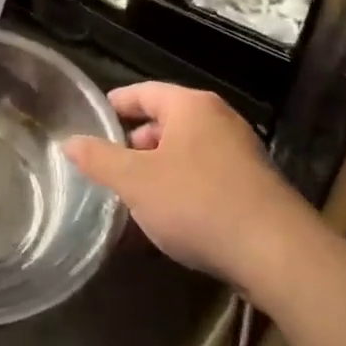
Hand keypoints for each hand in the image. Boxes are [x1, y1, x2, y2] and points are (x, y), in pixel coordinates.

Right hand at [62, 82, 311, 286]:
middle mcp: (219, 120)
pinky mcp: (253, 186)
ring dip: (157, 171)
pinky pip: (205, 177)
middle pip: (166, 122)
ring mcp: (241, 153)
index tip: (92, 119)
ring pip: (185, 153)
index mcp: (191, 106)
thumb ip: (99, 159)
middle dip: (135, 144)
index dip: (116, 104)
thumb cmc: (197, 203)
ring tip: (133, 198)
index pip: (144, 92)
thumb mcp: (136, 182)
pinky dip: (181, 189)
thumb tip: (69, 141)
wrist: (276, 253)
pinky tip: (167, 220)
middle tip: (109, 168)